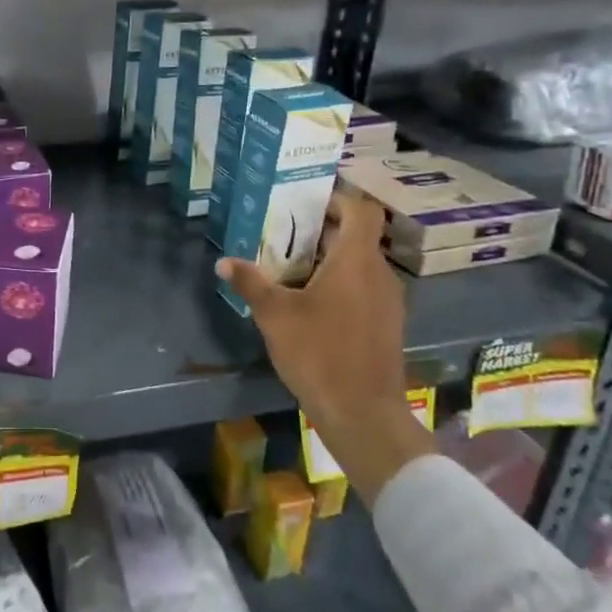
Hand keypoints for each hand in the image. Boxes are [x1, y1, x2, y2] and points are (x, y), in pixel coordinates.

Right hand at [217, 189, 434, 506]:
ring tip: (293, 265)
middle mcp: (379, 274)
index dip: (339, 198)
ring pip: (361, 263)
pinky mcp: (387, 324)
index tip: (308, 198)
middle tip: (287, 230)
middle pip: (358, 236)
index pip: (361, 211)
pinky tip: (312, 301)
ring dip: (332, 258)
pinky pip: (365, 287)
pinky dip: (342, 282)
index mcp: (356, 261)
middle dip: (324, 229)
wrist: (363, 413)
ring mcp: (388, 301)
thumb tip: (223, 262)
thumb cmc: (319, 353)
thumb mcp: (275, 315)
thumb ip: (250, 282)